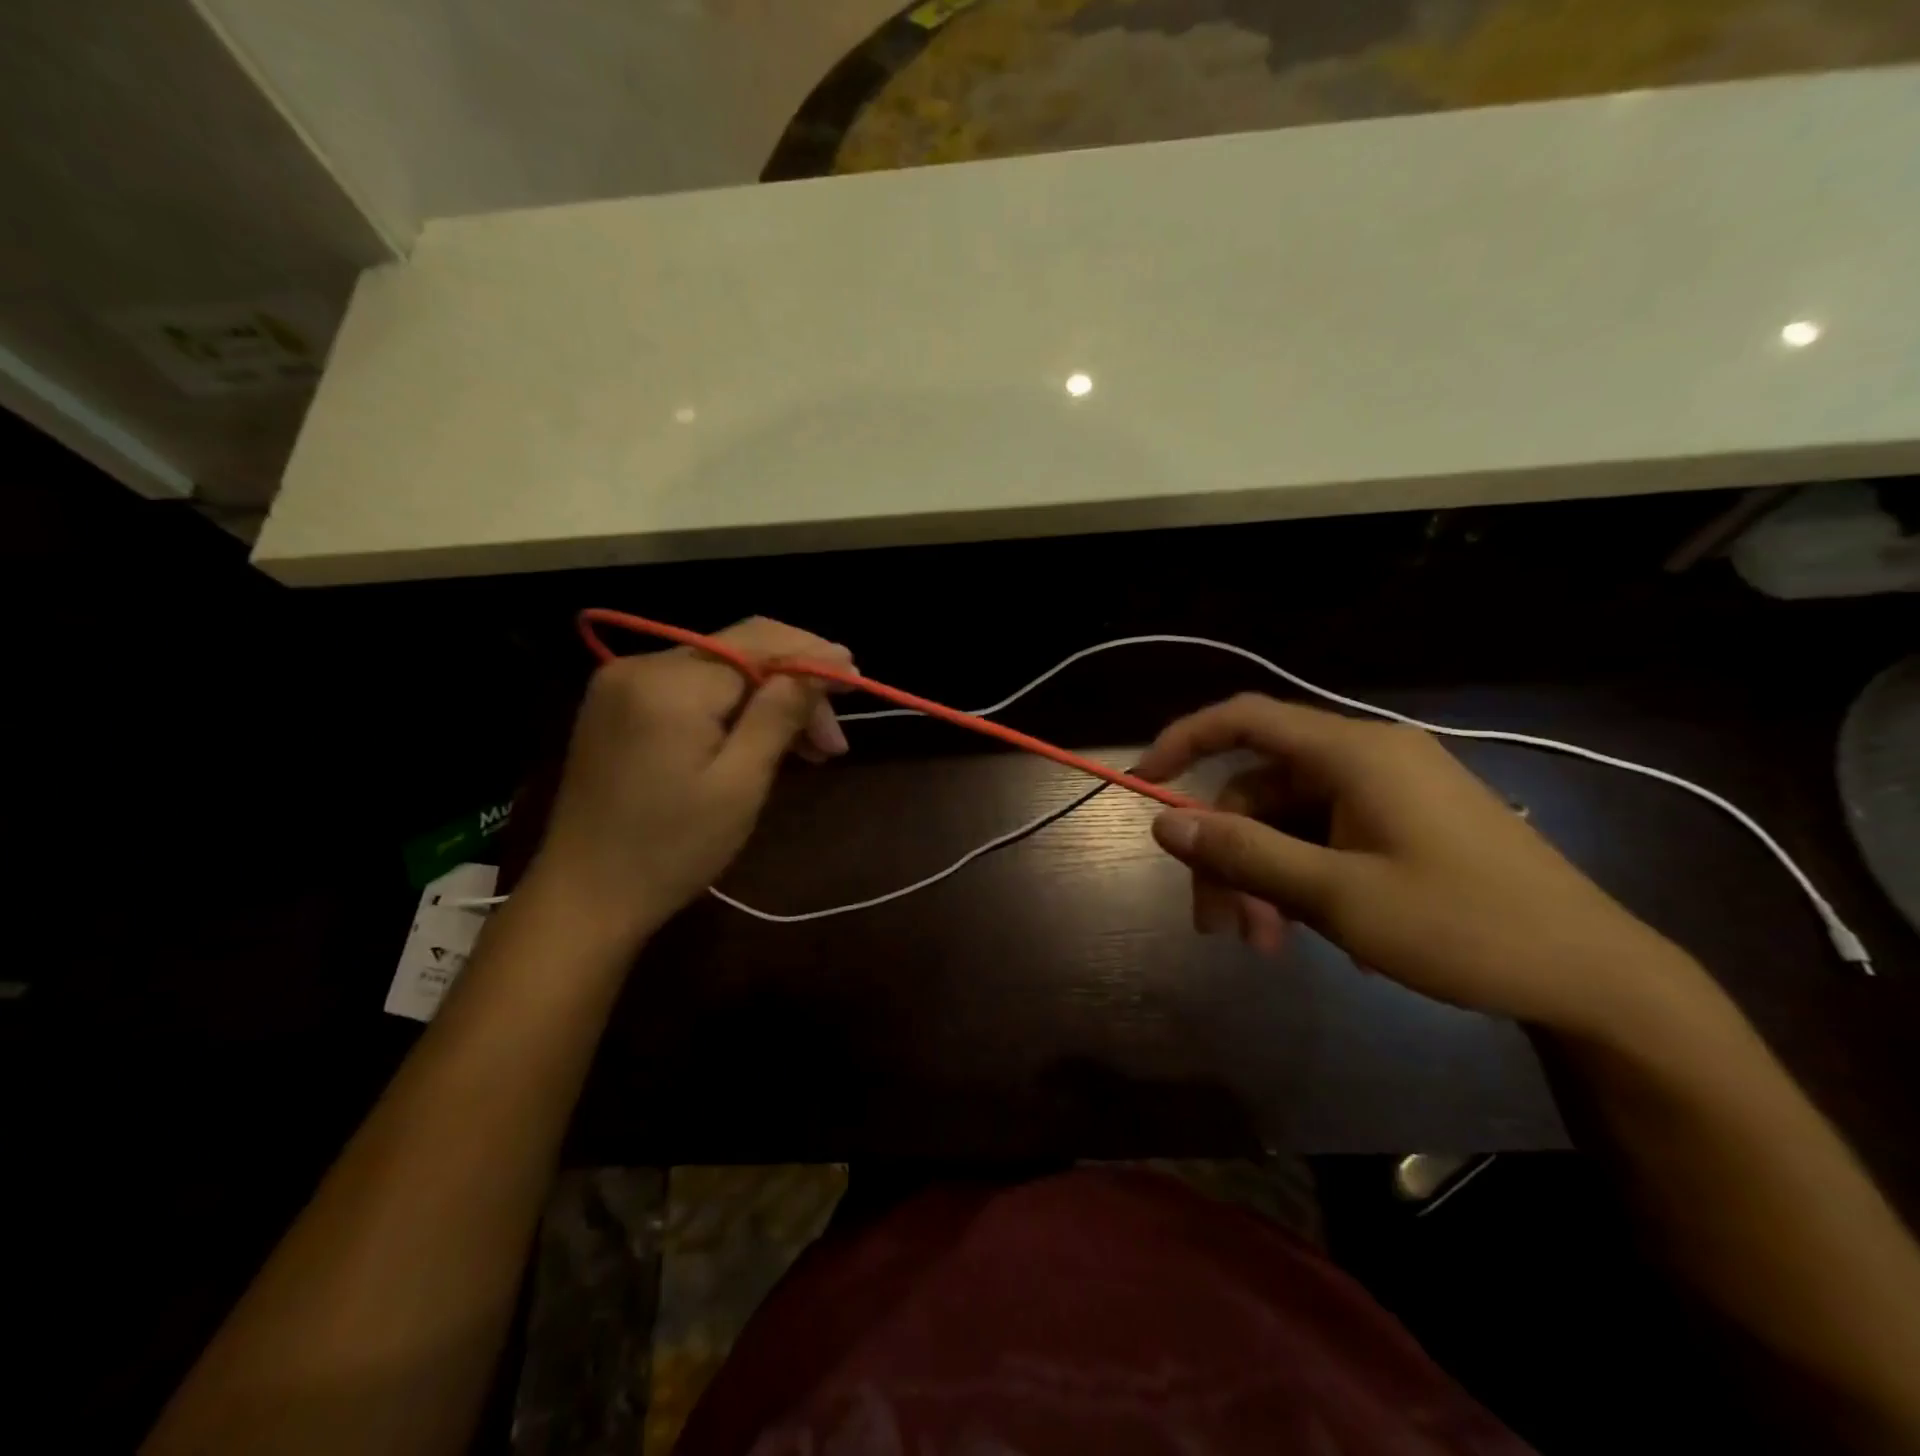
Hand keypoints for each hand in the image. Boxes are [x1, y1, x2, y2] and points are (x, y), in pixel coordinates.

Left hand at [528, 617, 851, 943]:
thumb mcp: (739, 784)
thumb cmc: (671, 849)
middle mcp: (642, 665)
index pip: (758, 643)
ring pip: (719, 669)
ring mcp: (623, 684)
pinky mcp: (618, 706)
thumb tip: (823, 664)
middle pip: (740, 651)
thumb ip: (779, 714)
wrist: (583, 897)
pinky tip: (760, 738)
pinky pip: (691, 687)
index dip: (812, 655)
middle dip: (794, 684)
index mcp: (671, 683)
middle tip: (833, 739)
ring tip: (810, 747)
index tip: (856, 678)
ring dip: (767, 698)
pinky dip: (732, 707)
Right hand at [1136, 694, 1703, 1037]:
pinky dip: (1302, 879)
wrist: (1596, 977)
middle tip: (1220, 927)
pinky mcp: (1405, 823)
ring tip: (1265, 944)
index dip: (1184, 741)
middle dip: (1230, 854)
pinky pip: (1326, 837)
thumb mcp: (1338, 897)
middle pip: (1261, 788)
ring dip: (1263, 877)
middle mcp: (1368, 757)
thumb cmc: (1465, 928)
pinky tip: (1315, 934)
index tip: (1143, 784)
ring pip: (1290, 820)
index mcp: (1354, 753)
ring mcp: (1389, 791)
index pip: (1244, 719)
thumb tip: (1163, 821)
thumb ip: (1246, 854)